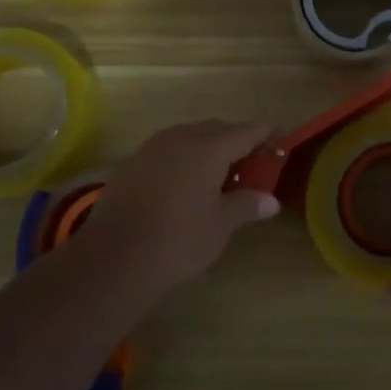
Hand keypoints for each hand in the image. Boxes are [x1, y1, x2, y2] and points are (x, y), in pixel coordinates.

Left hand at [80, 120, 279, 297]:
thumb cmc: (177, 241)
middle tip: (250, 164)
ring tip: (219, 175)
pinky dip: (184, 158)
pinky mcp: (132, 163)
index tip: (278, 137)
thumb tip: (271, 200)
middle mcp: (181, 138)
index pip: (246, 131)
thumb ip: (247, 205)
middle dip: (236, 141)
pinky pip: (168, 150)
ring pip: (189, 137)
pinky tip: (185, 184)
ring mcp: (152, 148)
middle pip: (217, 129)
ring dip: (208, 148)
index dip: (264, 134)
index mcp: (208, 148)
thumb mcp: (220, 226)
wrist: (112, 259)